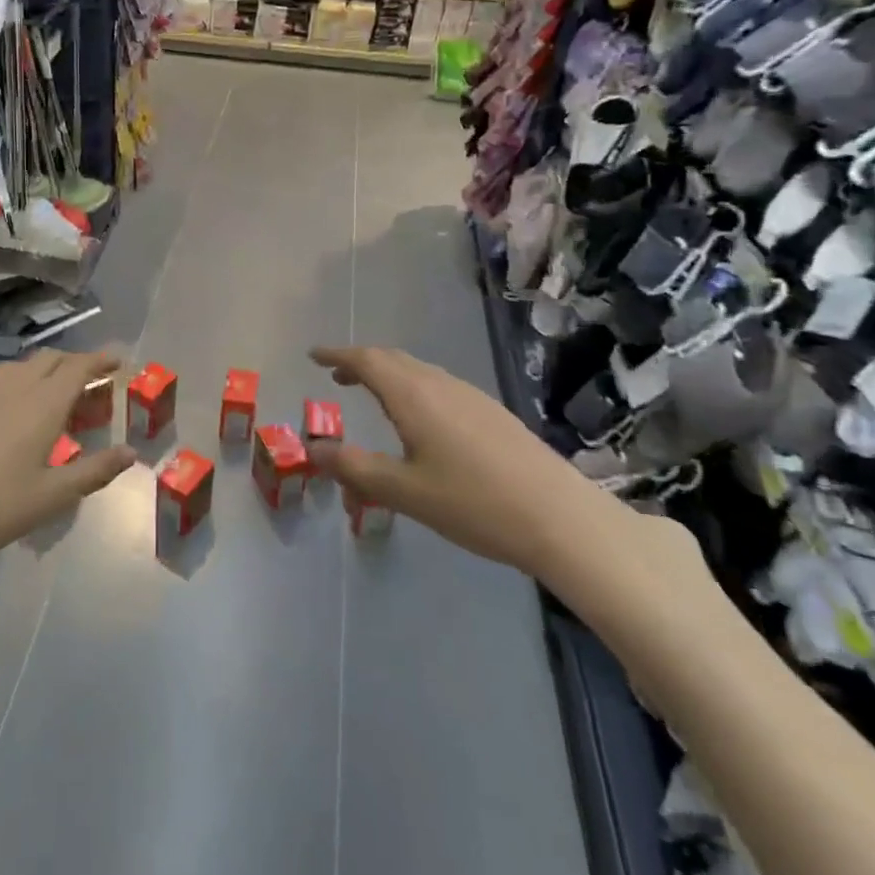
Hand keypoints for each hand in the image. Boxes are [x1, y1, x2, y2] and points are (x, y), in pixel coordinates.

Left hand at [0, 348, 134, 563]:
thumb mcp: (51, 497)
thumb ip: (94, 471)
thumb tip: (130, 452)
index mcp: (42, 404)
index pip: (79, 366)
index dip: (101, 359)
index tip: (118, 359)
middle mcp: (12, 387)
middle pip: (49, 359)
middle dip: (73, 363)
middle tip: (88, 384)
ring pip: (17, 368)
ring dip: (40, 372)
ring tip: (48, 397)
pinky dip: (9, 387)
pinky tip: (1, 413)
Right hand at [306, 344, 592, 574]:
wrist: (562, 518)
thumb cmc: (473, 503)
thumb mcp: (403, 491)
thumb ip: (354, 468)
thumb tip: (313, 448)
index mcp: (414, 396)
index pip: (366, 361)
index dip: (337, 355)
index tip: (313, 356)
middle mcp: (442, 385)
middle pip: (393, 360)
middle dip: (361, 363)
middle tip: (337, 376)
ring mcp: (472, 397)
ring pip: (419, 372)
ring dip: (389, 376)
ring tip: (372, 396)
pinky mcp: (493, 414)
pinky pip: (439, 386)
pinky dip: (413, 389)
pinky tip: (420, 421)